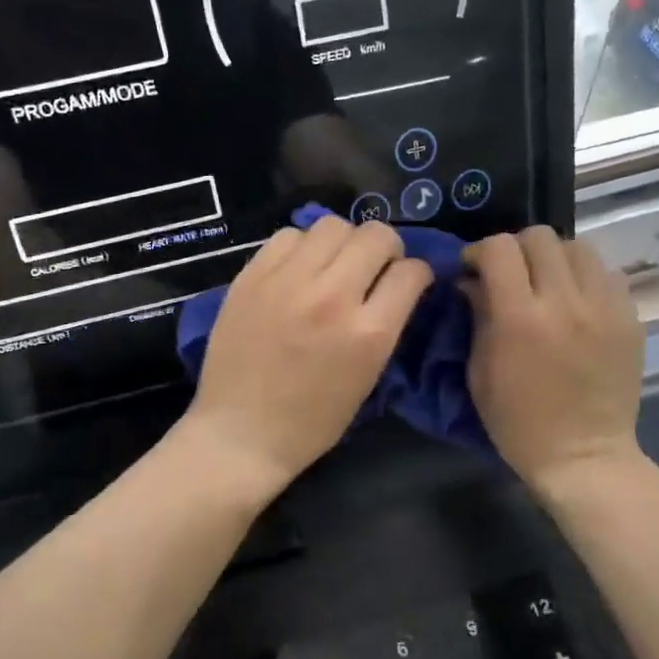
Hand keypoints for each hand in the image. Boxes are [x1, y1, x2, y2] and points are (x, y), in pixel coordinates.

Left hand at [179, 216, 432, 498]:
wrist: (241, 433)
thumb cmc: (311, 421)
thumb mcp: (367, 379)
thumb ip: (385, 327)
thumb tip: (395, 288)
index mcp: (369, 332)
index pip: (412, 272)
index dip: (417, 274)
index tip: (407, 282)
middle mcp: (332, 296)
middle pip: (376, 235)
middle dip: (386, 247)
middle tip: (374, 266)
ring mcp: (288, 281)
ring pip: (332, 225)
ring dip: (343, 241)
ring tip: (333, 264)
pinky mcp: (252, 277)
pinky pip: (288, 235)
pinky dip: (301, 246)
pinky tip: (297, 269)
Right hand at [462, 228, 645, 493]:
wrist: (582, 455)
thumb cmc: (517, 421)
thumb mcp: (479, 372)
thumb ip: (477, 316)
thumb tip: (473, 281)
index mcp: (520, 318)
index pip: (499, 249)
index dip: (479, 251)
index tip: (473, 270)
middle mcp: (565, 302)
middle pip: (540, 237)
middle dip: (516, 249)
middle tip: (510, 275)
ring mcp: (604, 308)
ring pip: (578, 247)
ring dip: (554, 258)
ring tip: (547, 283)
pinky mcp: (630, 319)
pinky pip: (607, 274)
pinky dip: (585, 279)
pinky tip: (576, 303)